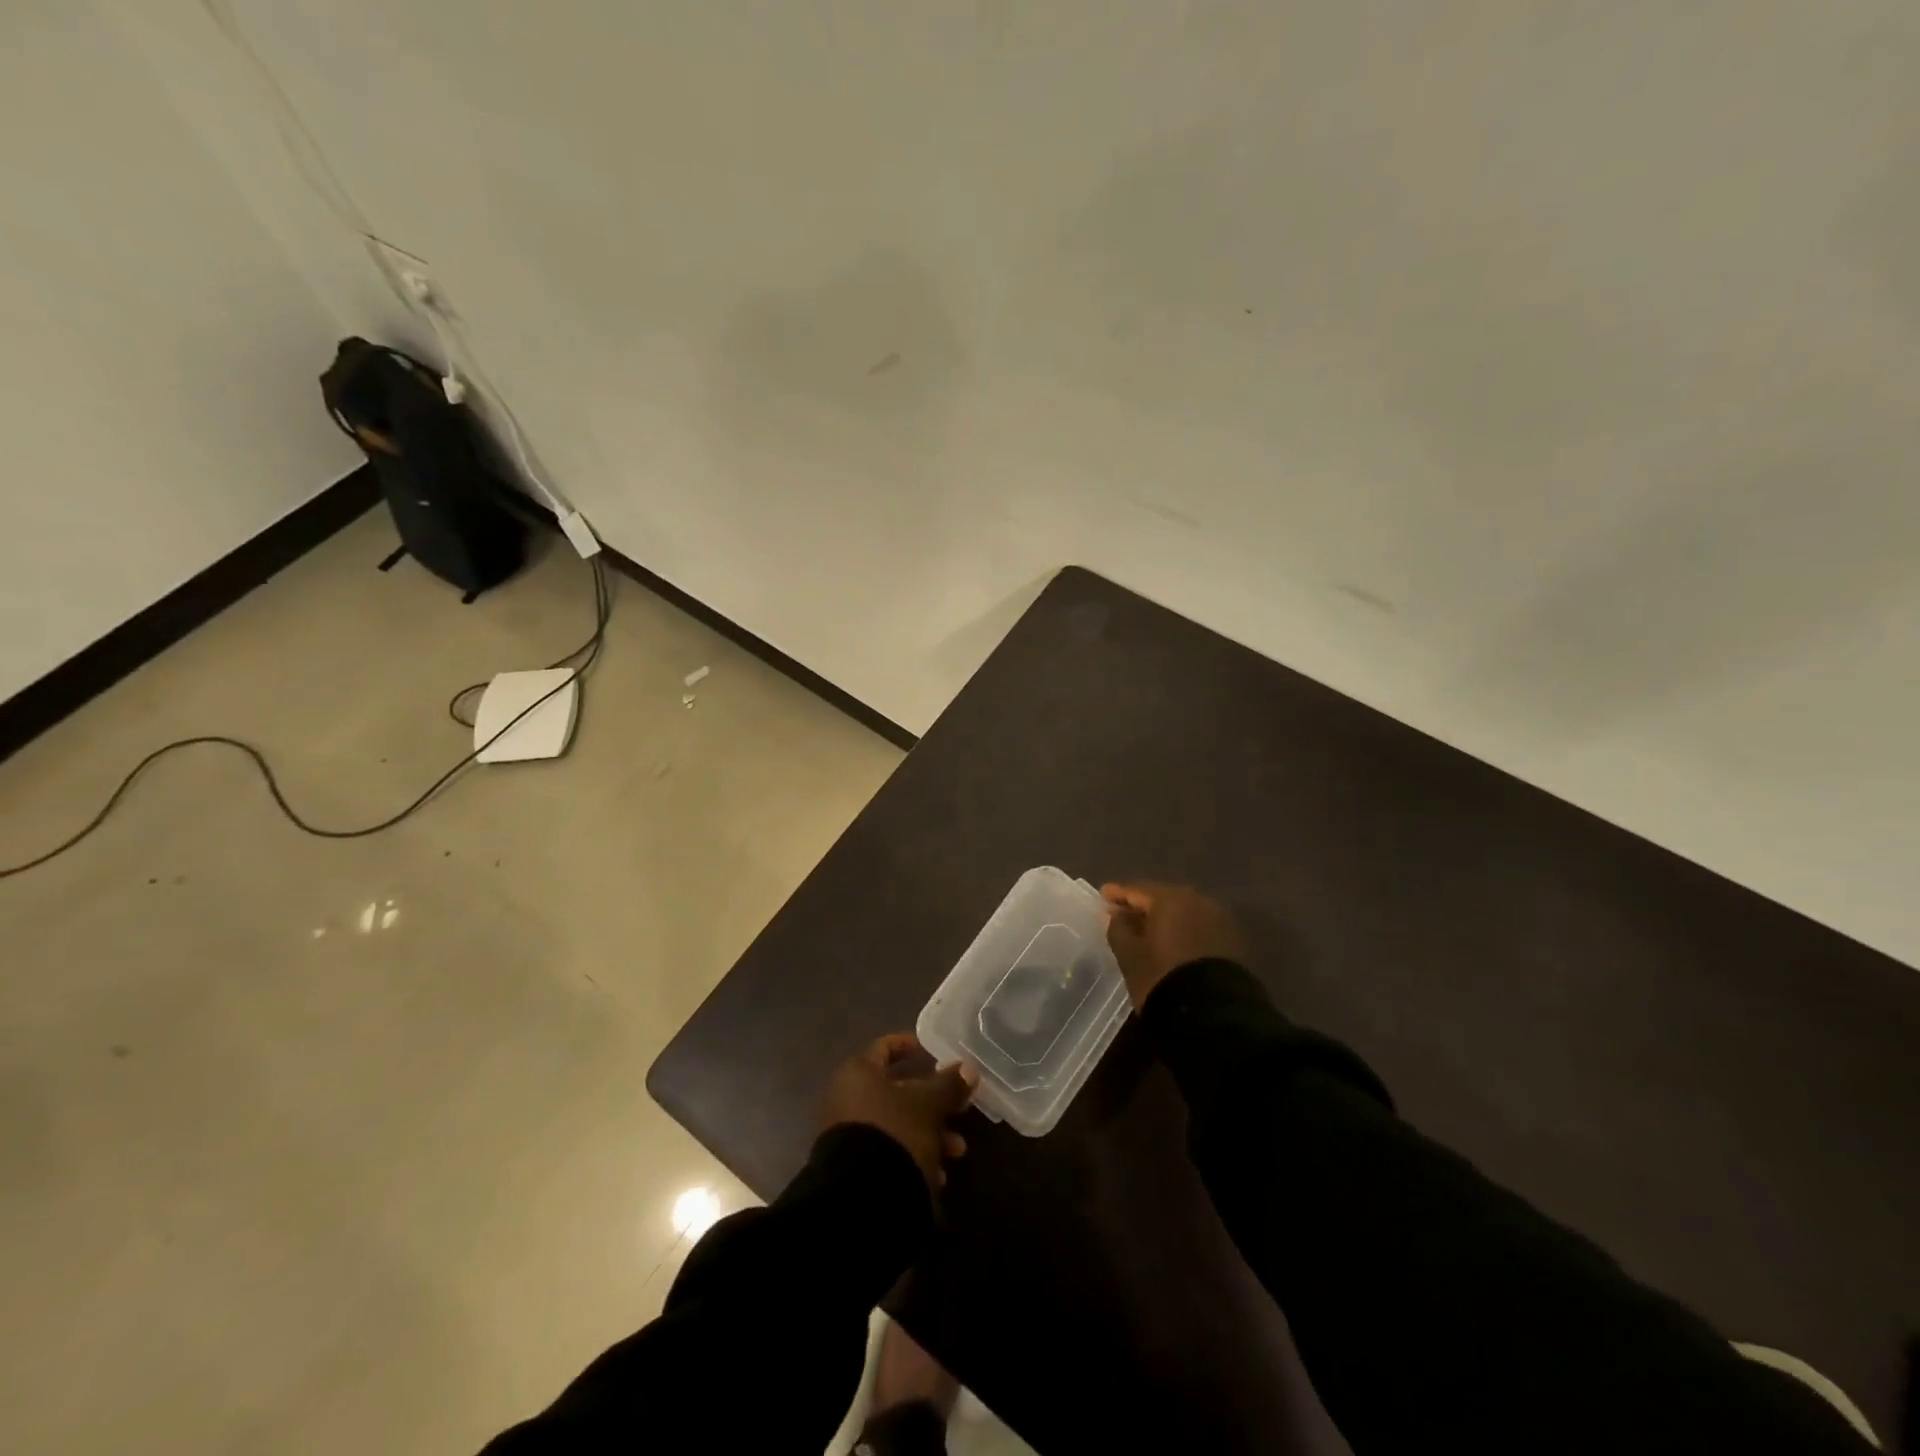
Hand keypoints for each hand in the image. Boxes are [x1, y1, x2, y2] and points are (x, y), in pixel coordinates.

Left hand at [821, 1034, 976, 1188]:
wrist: (859, 1198)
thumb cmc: (894, 1132)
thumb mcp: (928, 1105)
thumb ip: (949, 1085)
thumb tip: (968, 1068)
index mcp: (859, 1073)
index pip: (885, 1047)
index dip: (911, 1046)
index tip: (937, 1053)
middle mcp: (848, 1098)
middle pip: (898, 1091)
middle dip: (934, 1102)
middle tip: (961, 1110)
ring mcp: (848, 1133)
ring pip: (898, 1123)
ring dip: (931, 1133)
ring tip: (957, 1151)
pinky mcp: (853, 1165)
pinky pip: (889, 1150)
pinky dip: (913, 1155)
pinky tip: (937, 1176)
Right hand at [1102, 881, 1248, 1008]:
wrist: (1215, 1016)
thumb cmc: (1163, 978)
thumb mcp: (1131, 956)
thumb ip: (1118, 929)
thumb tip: (1112, 913)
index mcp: (1170, 899)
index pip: (1138, 890)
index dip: (1118, 894)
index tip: (1103, 895)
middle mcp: (1197, 901)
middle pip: (1163, 898)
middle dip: (1143, 905)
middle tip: (1123, 913)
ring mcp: (1218, 920)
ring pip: (1183, 912)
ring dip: (1165, 919)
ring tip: (1147, 931)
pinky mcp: (1232, 941)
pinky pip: (1199, 927)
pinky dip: (1182, 931)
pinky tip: (1172, 943)